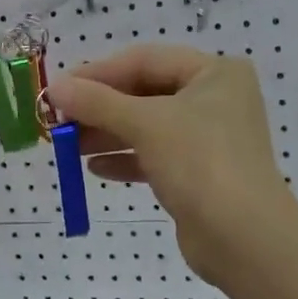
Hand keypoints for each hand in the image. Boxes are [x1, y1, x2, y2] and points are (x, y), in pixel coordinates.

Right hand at [45, 45, 297, 283]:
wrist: (243, 238)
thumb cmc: (199, 163)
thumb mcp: (145, 124)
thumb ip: (97, 102)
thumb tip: (54, 86)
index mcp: (214, 72)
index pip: (145, 60)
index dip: (98, 73)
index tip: (58, 89)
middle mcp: (215, 99)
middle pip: (145, 93)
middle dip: (100, 107)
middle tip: (58, 120)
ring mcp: (208, 138)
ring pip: (147, 126)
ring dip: (107, 134)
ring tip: (67, 146)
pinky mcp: (199, 172)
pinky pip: (155, 156)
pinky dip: (126, 159)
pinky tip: (95, 168)